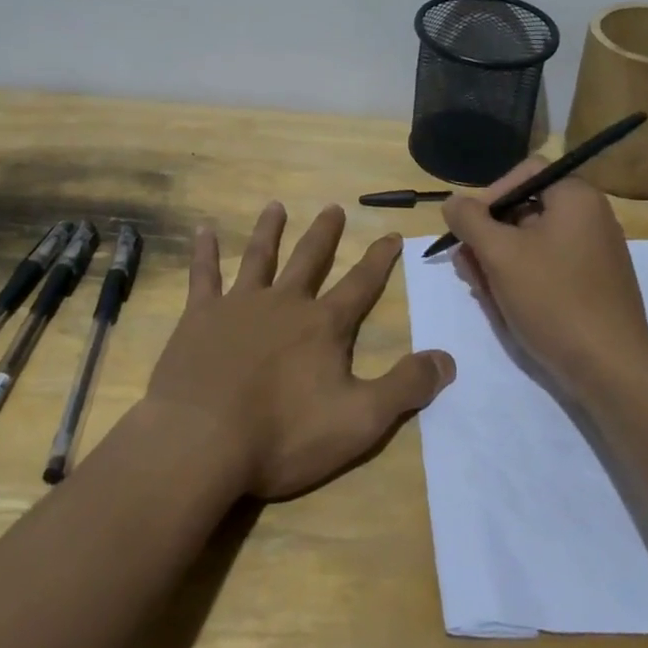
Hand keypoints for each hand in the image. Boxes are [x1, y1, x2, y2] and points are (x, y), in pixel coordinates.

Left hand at [144, 201, 455, 499]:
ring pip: (259, 257)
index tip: (392, 234)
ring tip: (275, 206)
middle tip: (333, 207)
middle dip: (325, 234)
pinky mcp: (200, 317)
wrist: (202, 441)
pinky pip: (204, 275)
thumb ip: (405, 387)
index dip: (379, 260)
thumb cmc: (283, 435)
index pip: (360, 284)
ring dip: (270, 230)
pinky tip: (204, 230)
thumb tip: (448, 358)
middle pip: (310, 259)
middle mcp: (284, 303)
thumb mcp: (359, 420)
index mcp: (323, 326)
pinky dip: (204, 252)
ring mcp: (239, 305)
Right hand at [441, 158, 647, 401]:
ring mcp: (594, 254)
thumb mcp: (500, 253)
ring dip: (498, 261)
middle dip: (488, 236)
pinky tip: (503, 305)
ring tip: (480, 289)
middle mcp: (590, 218)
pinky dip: (522, 279)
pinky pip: (548, 269)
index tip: (468, 228)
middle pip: (524, 211)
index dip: (490, 195)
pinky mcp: (593, 287)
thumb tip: (453, 202)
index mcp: (577, 198)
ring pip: (532, 244)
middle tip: (466, 266)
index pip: (524, 174)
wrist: (610, 369)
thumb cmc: (553, 299)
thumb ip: (470, 220)